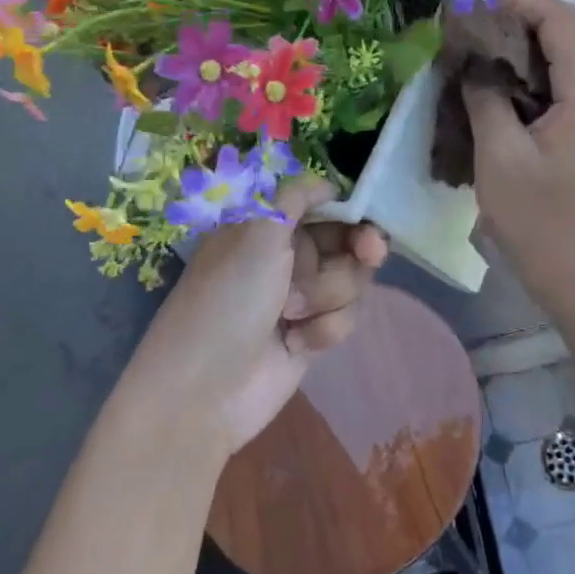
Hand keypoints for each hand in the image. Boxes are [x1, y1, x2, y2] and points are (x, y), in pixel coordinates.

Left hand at [127, 176, 388, 459]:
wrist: (204, 392)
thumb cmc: (228, 300)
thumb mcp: (257, 233)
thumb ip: (296, 196)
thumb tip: (328, 181)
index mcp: (268, 224)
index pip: (322, 202)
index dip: (350, 207)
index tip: (367, 216)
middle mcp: (286, 255)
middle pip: (347, 239)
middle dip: (359, 248)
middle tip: (370, 254)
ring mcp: (300, 296)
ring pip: (350, 279)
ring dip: (330, 294)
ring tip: (293, 313)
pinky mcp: (312, 334)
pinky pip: (345, 317)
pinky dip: (326, 328)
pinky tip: (297, 342)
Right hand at [465, 0, 574, 309]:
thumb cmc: (542, 221)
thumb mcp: (500, 156)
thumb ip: (485, 98)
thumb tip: (474, 64)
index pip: (560, 21)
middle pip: (569, 32)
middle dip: (524, 13)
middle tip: (476, 9)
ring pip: (566, 58)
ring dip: (527, 42)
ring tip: (480, 36)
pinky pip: (562, 86)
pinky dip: (531, 72)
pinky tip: (498, 80)